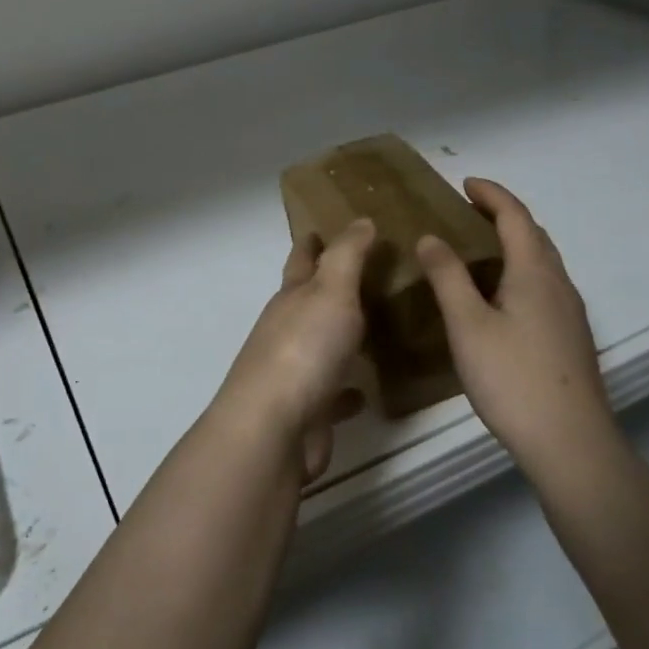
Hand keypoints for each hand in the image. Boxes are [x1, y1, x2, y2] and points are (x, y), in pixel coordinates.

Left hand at [213, 219, 375, 481]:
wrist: (274, 428)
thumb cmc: (303, 349)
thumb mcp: (330, 291)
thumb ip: (347, 256)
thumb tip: (360, 220)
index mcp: (291, 298)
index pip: (301, 260)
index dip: (310, 242)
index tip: (319, 227)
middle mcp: (288, 330)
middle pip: (308, 301)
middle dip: (329, 287)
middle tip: (366, 275)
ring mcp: (295, 372)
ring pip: (321, 346)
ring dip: (340, 337)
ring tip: (375, 328)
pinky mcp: (308, 410)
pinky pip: (333, 393)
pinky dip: (347, 389)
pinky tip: (367, 391)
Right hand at [415, 179, 615, 474]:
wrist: (570, 443)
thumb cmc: (512, 378)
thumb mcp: (467, 324)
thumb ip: (447, 277)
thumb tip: (431, 237)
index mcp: (535, 273)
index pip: (516, 217)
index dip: (492, 194)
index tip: (465, 182)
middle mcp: (559, 285)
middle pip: (535, 235)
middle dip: (504, 215)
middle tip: (469, 211)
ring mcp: (570, 313)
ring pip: (542, 262)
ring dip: (514, 243)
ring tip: (479, 248)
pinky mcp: (570, 338)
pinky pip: (544, 285)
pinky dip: (520, 270)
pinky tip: (500, 296)